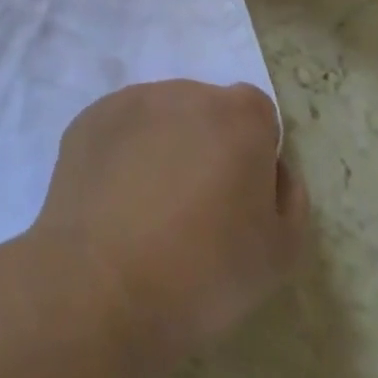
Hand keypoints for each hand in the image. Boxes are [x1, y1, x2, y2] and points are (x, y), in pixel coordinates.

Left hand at [28, 81, 308, 372]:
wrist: (103, 285)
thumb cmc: (205, 273)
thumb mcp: (281, 254)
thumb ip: (288, 197)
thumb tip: (270, 169)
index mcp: (237, 116)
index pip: (257, 116)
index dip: (254, 156)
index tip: (241, 201)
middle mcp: (184, 93)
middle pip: (206, 110)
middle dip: (207, 145)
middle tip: (196, 208)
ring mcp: (130, 101)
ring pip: (160, 117)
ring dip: (164, 146)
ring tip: (150, 209)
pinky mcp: (89, 118)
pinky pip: (120, 130)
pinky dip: (123, 154)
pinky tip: (116, 203)